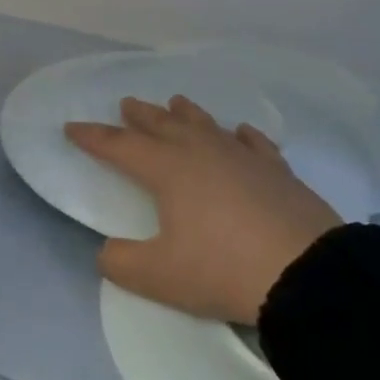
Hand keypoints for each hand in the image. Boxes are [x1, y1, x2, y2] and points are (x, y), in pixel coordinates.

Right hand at [66, 97, 341, 325]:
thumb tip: (107, 252)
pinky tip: (240, 131)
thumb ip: (121, 263)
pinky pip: (254, 144)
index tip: (71, 127)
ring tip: (176, 102)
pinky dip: (242, 135)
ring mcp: (243, 159)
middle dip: (141, 115)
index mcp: (167, 169)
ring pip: (207, 126)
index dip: (92, 136)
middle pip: (163, 125)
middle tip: (127, 103)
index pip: (119, 146)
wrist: (309, 275)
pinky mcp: (278, 173)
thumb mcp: (158, 276)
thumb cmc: (223, 269)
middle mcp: (201, 153)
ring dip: (186, 114)